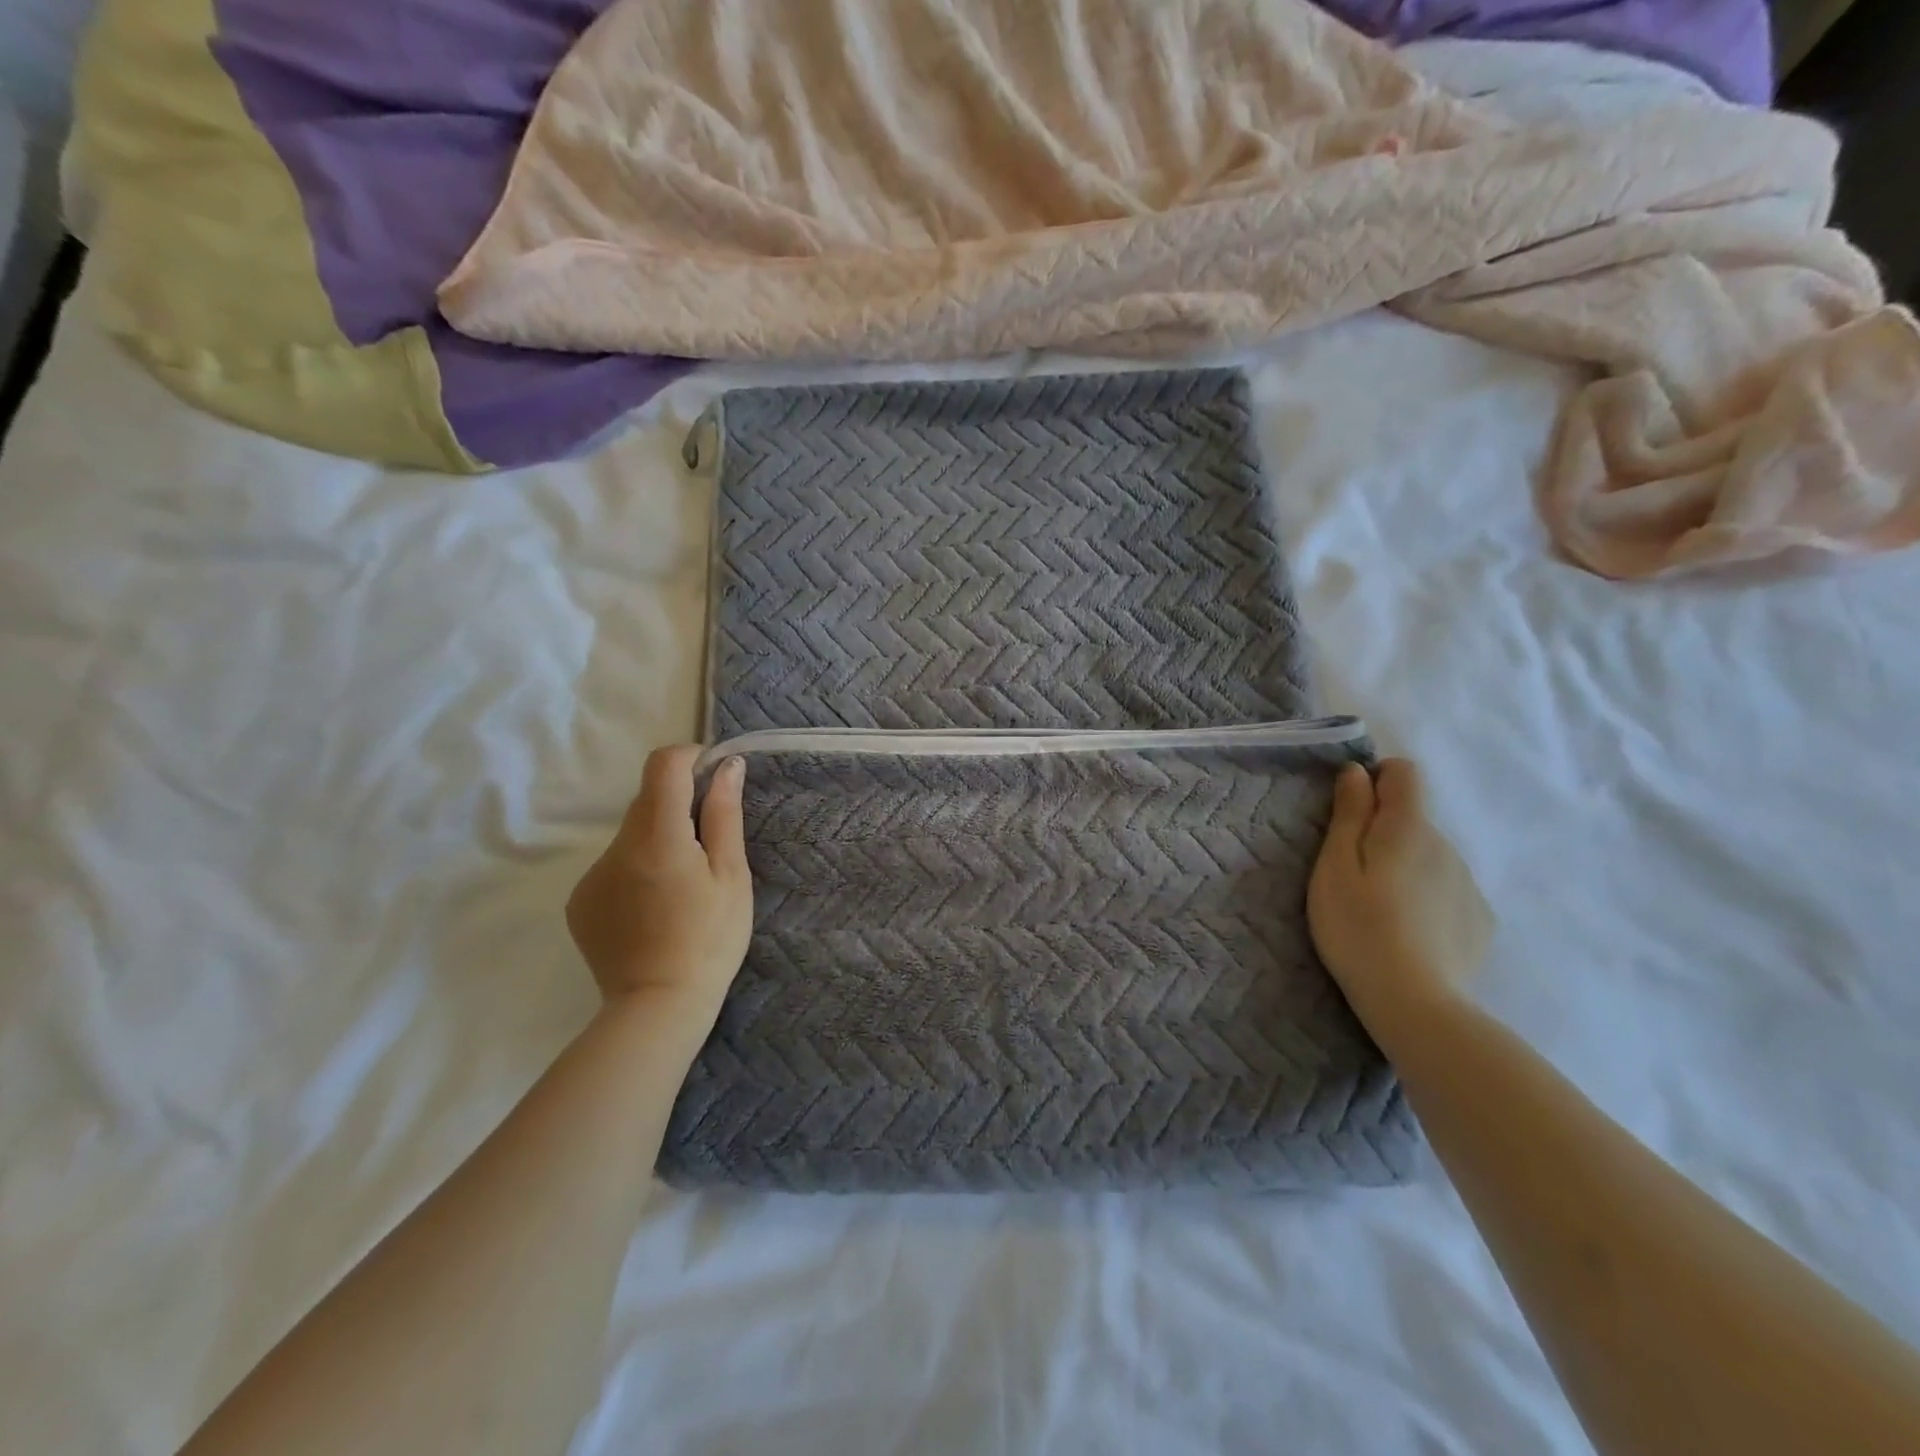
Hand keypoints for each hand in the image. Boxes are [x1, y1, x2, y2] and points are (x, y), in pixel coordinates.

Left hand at [566, 746, 753, 1015]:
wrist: (658, 1008)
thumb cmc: (710, 939)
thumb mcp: (731, 875)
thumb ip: (724, 814)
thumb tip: (727, 766)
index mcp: (657, 836)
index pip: (662, 765)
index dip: (690, 759)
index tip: (713, 779)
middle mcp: (616, 847)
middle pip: (646, 800)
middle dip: (679, 807)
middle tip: (709, 846)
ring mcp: (591, 875)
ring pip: (631, 835)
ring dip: (658, 841)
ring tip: (682, 888)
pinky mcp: (580, 901)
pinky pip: (613, 866)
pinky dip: (637, 870)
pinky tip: (655, 908)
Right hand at [1307, 758, 1491, 1046]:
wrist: (1414, 1003)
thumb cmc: (1357, 927)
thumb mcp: (1334, 866)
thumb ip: (1349, 814)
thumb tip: (1357, 772)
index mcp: (1409, 827)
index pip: (1404, 773)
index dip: (1375, 779)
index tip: (1350, 811)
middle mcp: (1447, 845)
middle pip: (1414, 819)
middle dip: (1384, 832)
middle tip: (1353, 874)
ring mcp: (1469, 884)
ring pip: (1431, 856)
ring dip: (1406, 866)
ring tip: (1381, 909)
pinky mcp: (1480, 920)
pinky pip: (1448, 890)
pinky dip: (1428, 897)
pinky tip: (1409, 931)